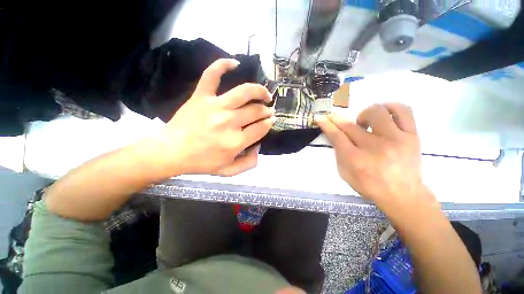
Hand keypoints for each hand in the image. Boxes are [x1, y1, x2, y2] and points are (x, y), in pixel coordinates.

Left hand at [153, 58, 274, 176]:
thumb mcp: (229, 171)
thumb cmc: (201, 163)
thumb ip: (249, 163)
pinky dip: (223, 65)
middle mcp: (229, 122)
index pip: (261, 128)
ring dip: (259, 90)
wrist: (171, 152)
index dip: (269, 123)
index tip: (270, 120)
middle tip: (268, 110)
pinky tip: (235, 63)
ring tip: (264, 93)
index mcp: (236, 142)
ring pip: (244, 92)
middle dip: (266, 110)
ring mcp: (215, 106)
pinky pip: (212, 75)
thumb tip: (258, 146)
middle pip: (256, 111)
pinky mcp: (201, 96)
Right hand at [316, 103, 433, 208]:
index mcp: (356, 160)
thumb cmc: (369, 185)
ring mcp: (396, 139)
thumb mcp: (345, 173)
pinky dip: (391, 107)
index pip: (337, 136)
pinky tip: (385, 115)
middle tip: (337, 119)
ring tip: (365, 123)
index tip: (320, 117)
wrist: (403, 195)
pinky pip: (403, 110)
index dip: (327, 124)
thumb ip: (338, 153)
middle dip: (338, 119)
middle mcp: (375, 147)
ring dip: (365, 114)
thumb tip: (334, 133)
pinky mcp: (412, 136)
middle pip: (351, 125)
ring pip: (377, 112)